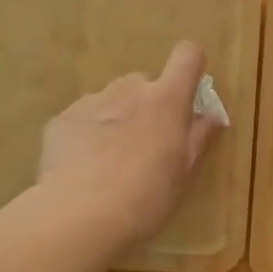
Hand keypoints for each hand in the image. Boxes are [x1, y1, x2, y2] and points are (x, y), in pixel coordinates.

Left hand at [35, 41, 225, 251]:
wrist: (81, 215)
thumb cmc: (148, 196)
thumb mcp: (185, 172)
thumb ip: (199, 137)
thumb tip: (211, 115)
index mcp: (166, 100)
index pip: (187, 56)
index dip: (191, 66)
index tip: (189, 93)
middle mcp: (129, 90)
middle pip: (145, 83)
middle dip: (149, 106)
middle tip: (147, 145)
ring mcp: (91, 102)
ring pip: (111, 101)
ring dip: (117, 120)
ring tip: (111, 163)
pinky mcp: (61, 120)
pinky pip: (82, 120)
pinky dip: (87, 136)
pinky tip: (84, 170)